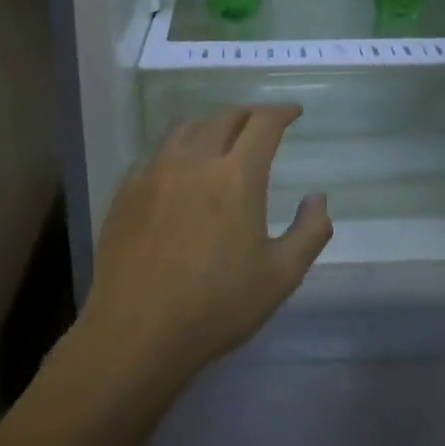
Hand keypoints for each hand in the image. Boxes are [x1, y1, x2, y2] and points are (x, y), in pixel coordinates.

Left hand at [82, 104, 332, 387]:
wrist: (136, 333)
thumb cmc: (216, 307)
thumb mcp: (281, 276)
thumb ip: (310, 231)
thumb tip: (318, 197)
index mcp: (236, 176)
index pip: (263, 123)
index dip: (282, 111)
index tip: (293, 111)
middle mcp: (194, 161)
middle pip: (224, 117)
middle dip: (248, 114)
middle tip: (261, 123)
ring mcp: (154, 172)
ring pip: (185, 127)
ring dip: (210, 124)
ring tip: (221, 136)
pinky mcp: (126, 190)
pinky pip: (156, 153)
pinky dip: (177, 149)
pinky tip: (179, 169)